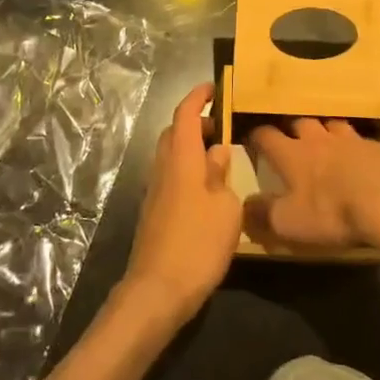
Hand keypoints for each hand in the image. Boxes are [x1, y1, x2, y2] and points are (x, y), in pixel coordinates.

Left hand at [121, 84, 240, 327]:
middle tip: (223, 128)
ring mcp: (155, 190)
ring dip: (192, 148)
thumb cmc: (198, 244)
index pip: (185, 114)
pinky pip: (171, 176)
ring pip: (171, 155)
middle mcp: (163, 167)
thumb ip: (222, 174)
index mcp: (181, 158)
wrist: (157, 291)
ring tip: (220, 160)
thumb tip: (217, 153)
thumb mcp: (226, 208)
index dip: (198, 96)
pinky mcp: (154, 212)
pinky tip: (207, 191)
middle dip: (196, 123)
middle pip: (174, 132)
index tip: (213, 87)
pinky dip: (188, 170)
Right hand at [244, 119, 379, 254]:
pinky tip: (359, 156)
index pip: (266, 136)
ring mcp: (349, 139)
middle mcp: (318, 139)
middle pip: (300, 123)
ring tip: (324, 139)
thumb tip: (243, 206)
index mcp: (292, 154)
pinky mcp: (377, 147)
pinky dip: (354, 145)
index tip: (251, 139)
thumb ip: (264, 214)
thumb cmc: (332, 211)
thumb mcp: (290, 223)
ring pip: (331, 125)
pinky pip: (359, 139)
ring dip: (324, 130)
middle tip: (290, 138)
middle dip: (292, 128)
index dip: (257, 137)